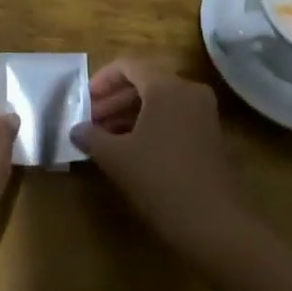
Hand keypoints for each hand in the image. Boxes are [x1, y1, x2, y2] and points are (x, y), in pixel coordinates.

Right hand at [72, 55, 249, 260]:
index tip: (84, 101)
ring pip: (159, 101)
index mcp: (166, 86)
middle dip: (114, 100)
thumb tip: (76, 130)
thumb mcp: (117, 158)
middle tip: (90, 121)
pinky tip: (130, 149)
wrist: (215, 224)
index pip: (128, 66)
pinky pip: (173, 117)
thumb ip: (92, 137)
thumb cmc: (161, 180)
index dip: (102, 80)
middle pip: (144, 82)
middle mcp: (188, 91)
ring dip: (130, 114)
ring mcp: (203, 113)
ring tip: (105, 138)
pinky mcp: (210, 135)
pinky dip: (150, 125)